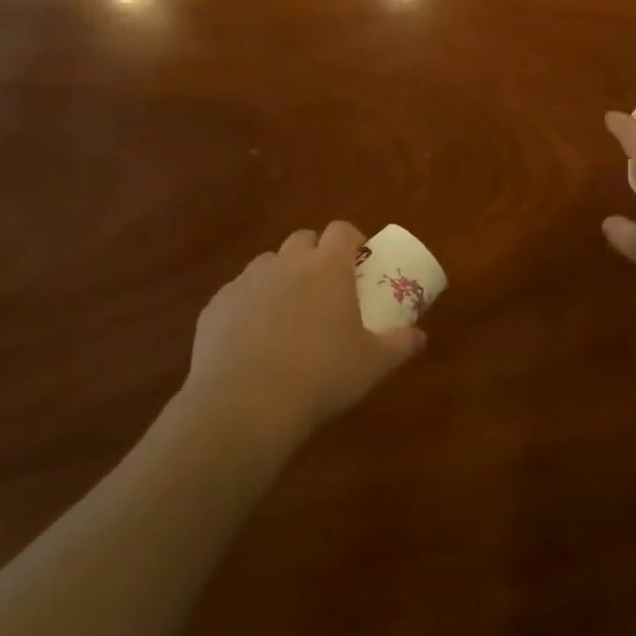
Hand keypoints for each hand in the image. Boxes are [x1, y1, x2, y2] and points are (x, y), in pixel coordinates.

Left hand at [178, 223, 426, 442]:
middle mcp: (286, 263)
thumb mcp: (373, 364)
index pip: (342, 229)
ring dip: (281, 276)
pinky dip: (249, 305)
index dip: (352, 239)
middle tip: (325, 287)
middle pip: (302, 238)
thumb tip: (421, 337)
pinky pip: (237, 293)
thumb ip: (401, 345)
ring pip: (267, 263)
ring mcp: (246, 282)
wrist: (244, 406)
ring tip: (288, 312)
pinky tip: (253, 339)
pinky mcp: (215, 306)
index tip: (358, 261)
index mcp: (327, 267)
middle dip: (314, 254)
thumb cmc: (320, 377)